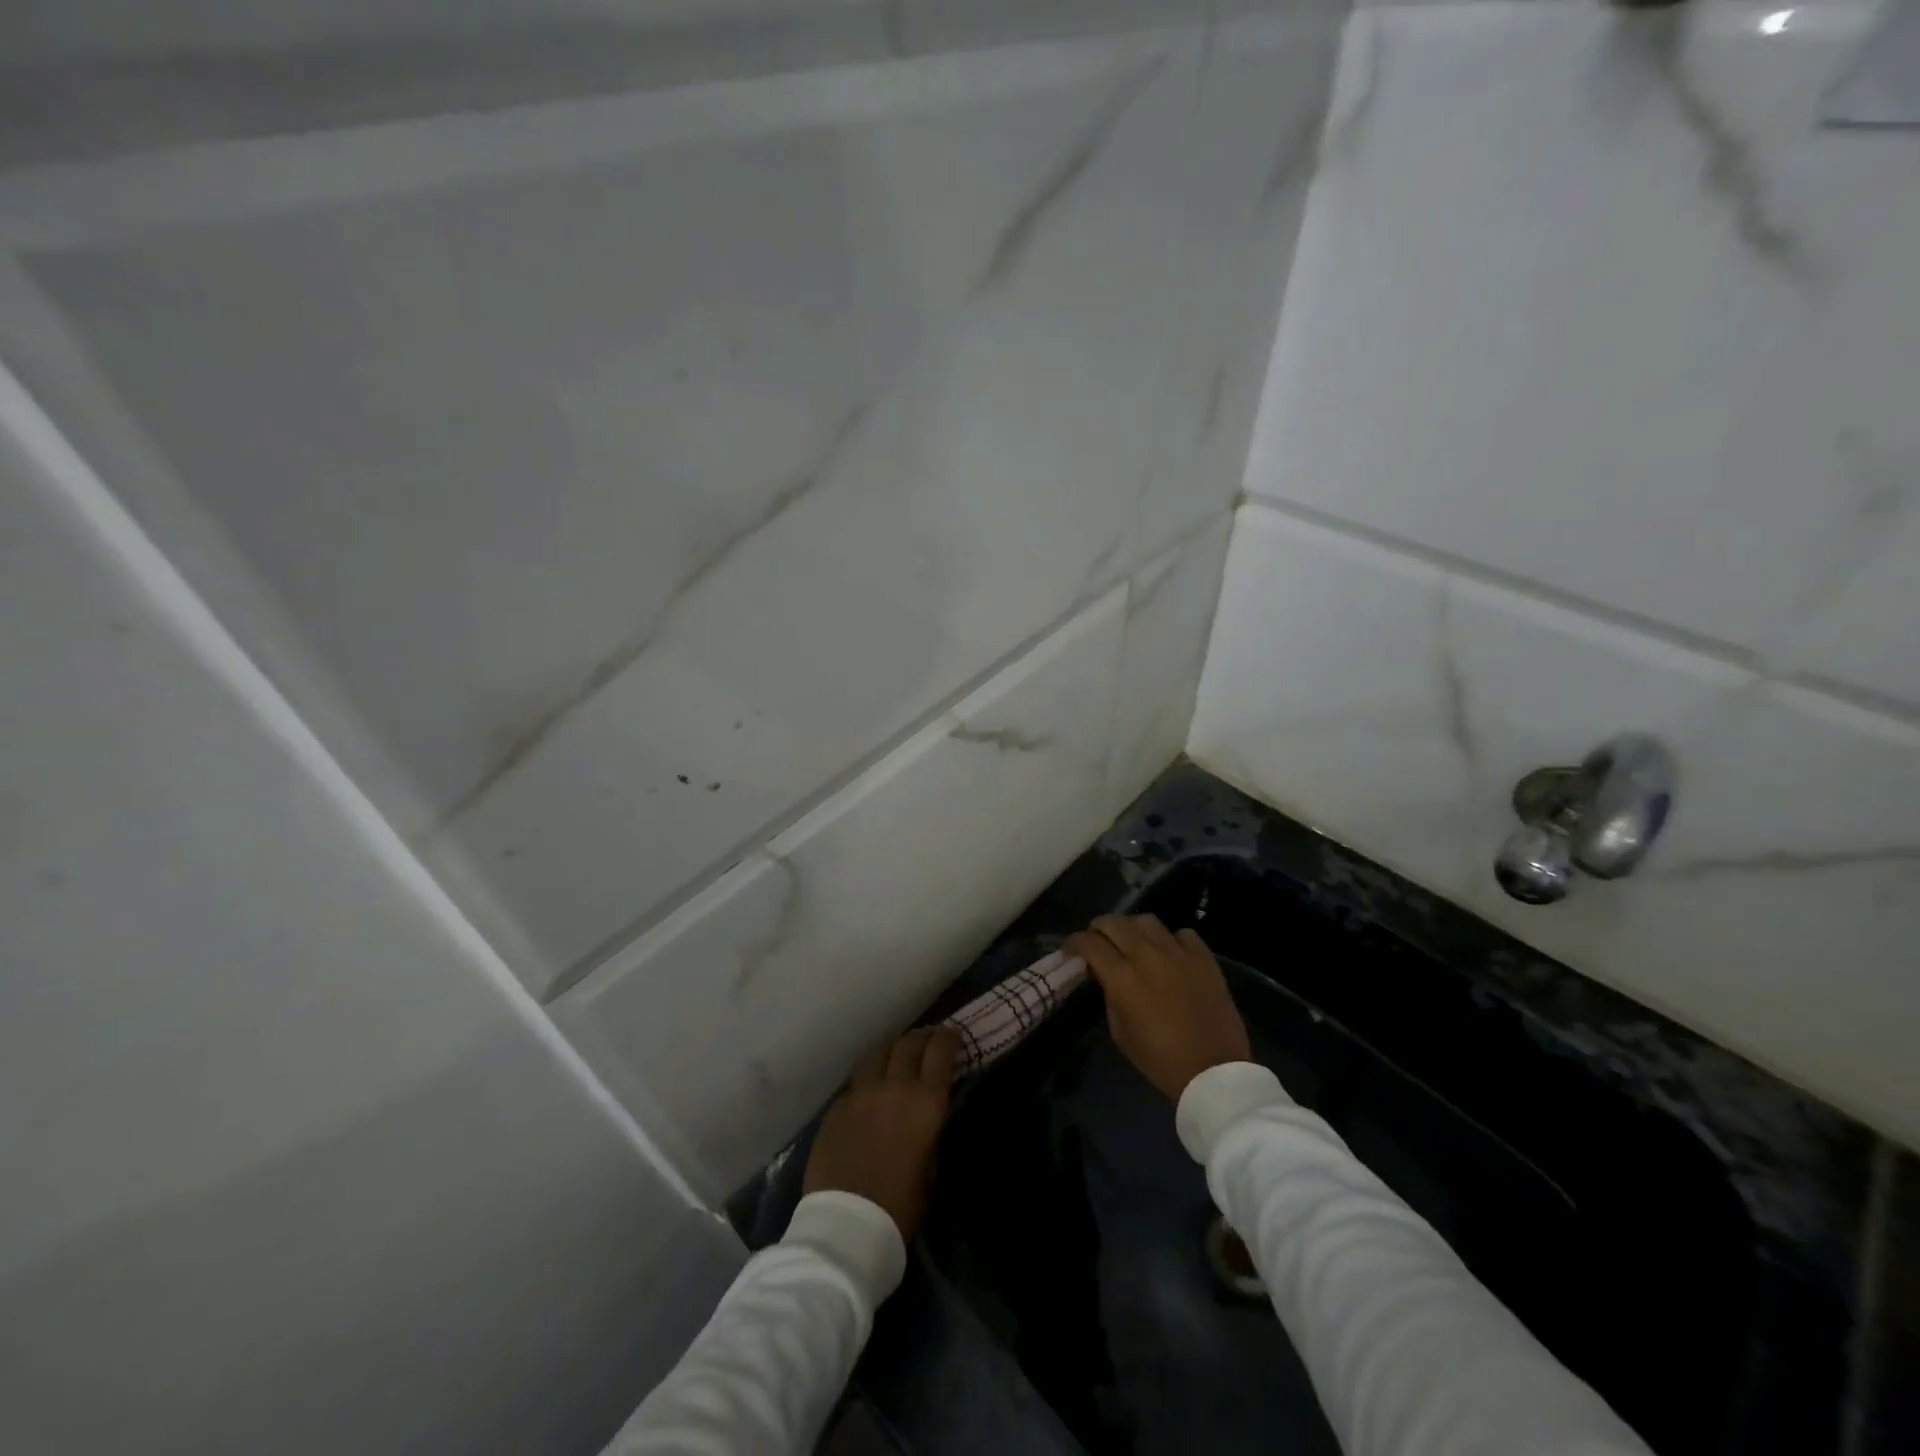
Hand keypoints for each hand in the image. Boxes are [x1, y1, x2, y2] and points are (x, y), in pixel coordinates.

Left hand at [803, 1027, 958, 1241]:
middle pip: (909, 1043)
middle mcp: (895, 1086)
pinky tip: (871, 1088)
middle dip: (922, 1039)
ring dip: (893, 1048)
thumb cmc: (900, 1207)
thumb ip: (929, 1131)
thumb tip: (924, 1115)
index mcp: (926, 1103)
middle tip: (927, 1042)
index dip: (949, 1038)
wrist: (847, 1228)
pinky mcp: (837, 1105)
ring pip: (879, 1051)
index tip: (953, 1038)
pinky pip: (857, 1079)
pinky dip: (869, 1076)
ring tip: (898, 1054)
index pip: (940, 1050)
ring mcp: (861, 1092)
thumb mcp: (930, 1167)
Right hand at [1065, 914, 1249, 1100]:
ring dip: (1132, 927)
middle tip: (1097, 939)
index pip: (1089, 943)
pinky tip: (1169, 952)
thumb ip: (1110, 996)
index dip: (1074, 942)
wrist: (1213, 1071)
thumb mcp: (1120, 1032)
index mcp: (1121, 977)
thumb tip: (1107, 977)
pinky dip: (1171, 939)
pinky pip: (1182, 934)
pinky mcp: (1204, 958)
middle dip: (1099, 927)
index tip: (1070, 948)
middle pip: (1114, 922)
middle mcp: (1146, 956)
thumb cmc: (1160, 1060)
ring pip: (1147, 920)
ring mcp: (1178, 953)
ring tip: (1132, 939)